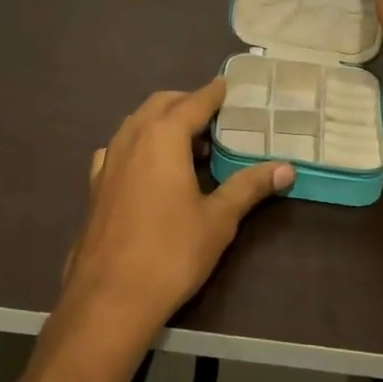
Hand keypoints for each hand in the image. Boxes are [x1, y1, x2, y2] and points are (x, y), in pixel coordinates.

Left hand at [63, 80, 293, 338]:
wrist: (110, 296)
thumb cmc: (171, 253)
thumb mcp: (218, 220)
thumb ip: (249, 187)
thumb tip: (287, 168)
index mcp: (163, 137)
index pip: (193, 102)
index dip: (213, 93)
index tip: (228, 85)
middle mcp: (132, 138)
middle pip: (160, 104)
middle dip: (187, 103)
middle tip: (214, 117)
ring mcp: (108, 160)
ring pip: (136, 123)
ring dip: (162, 122)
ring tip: (188, 144)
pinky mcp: (96, 184)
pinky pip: (120, 148)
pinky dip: (139, 144)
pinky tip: (149, 168)